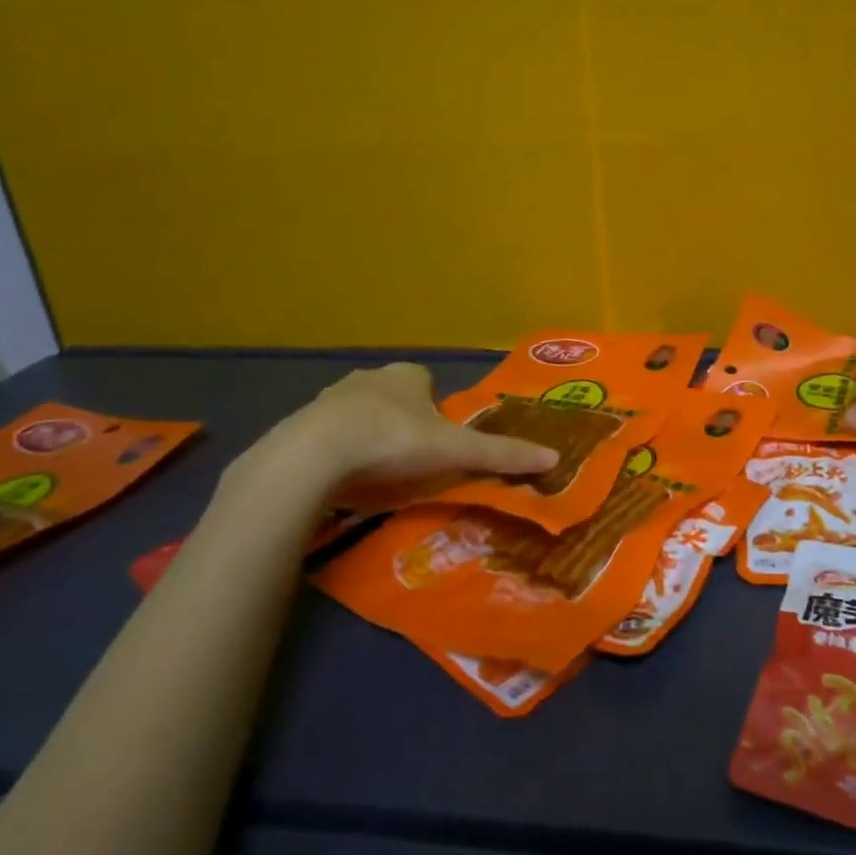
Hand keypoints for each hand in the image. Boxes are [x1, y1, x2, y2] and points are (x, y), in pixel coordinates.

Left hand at [221, 363, 556, 512]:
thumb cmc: (393, 441)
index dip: (435, 409)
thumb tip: (553, 457)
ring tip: (375, 473)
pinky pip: (327, 434)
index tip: (436, 440)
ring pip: (359, 413)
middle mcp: (370, 377)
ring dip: (368, 434)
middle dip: (402, 421)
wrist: (315, 454)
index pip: (426, 382)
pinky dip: (336, 451)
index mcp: (407, 376)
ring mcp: (331, 398)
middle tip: (410, 460)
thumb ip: (500, 454)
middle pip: (394, 396)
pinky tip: (341, 478)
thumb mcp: (454, 450)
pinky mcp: (301, 423)